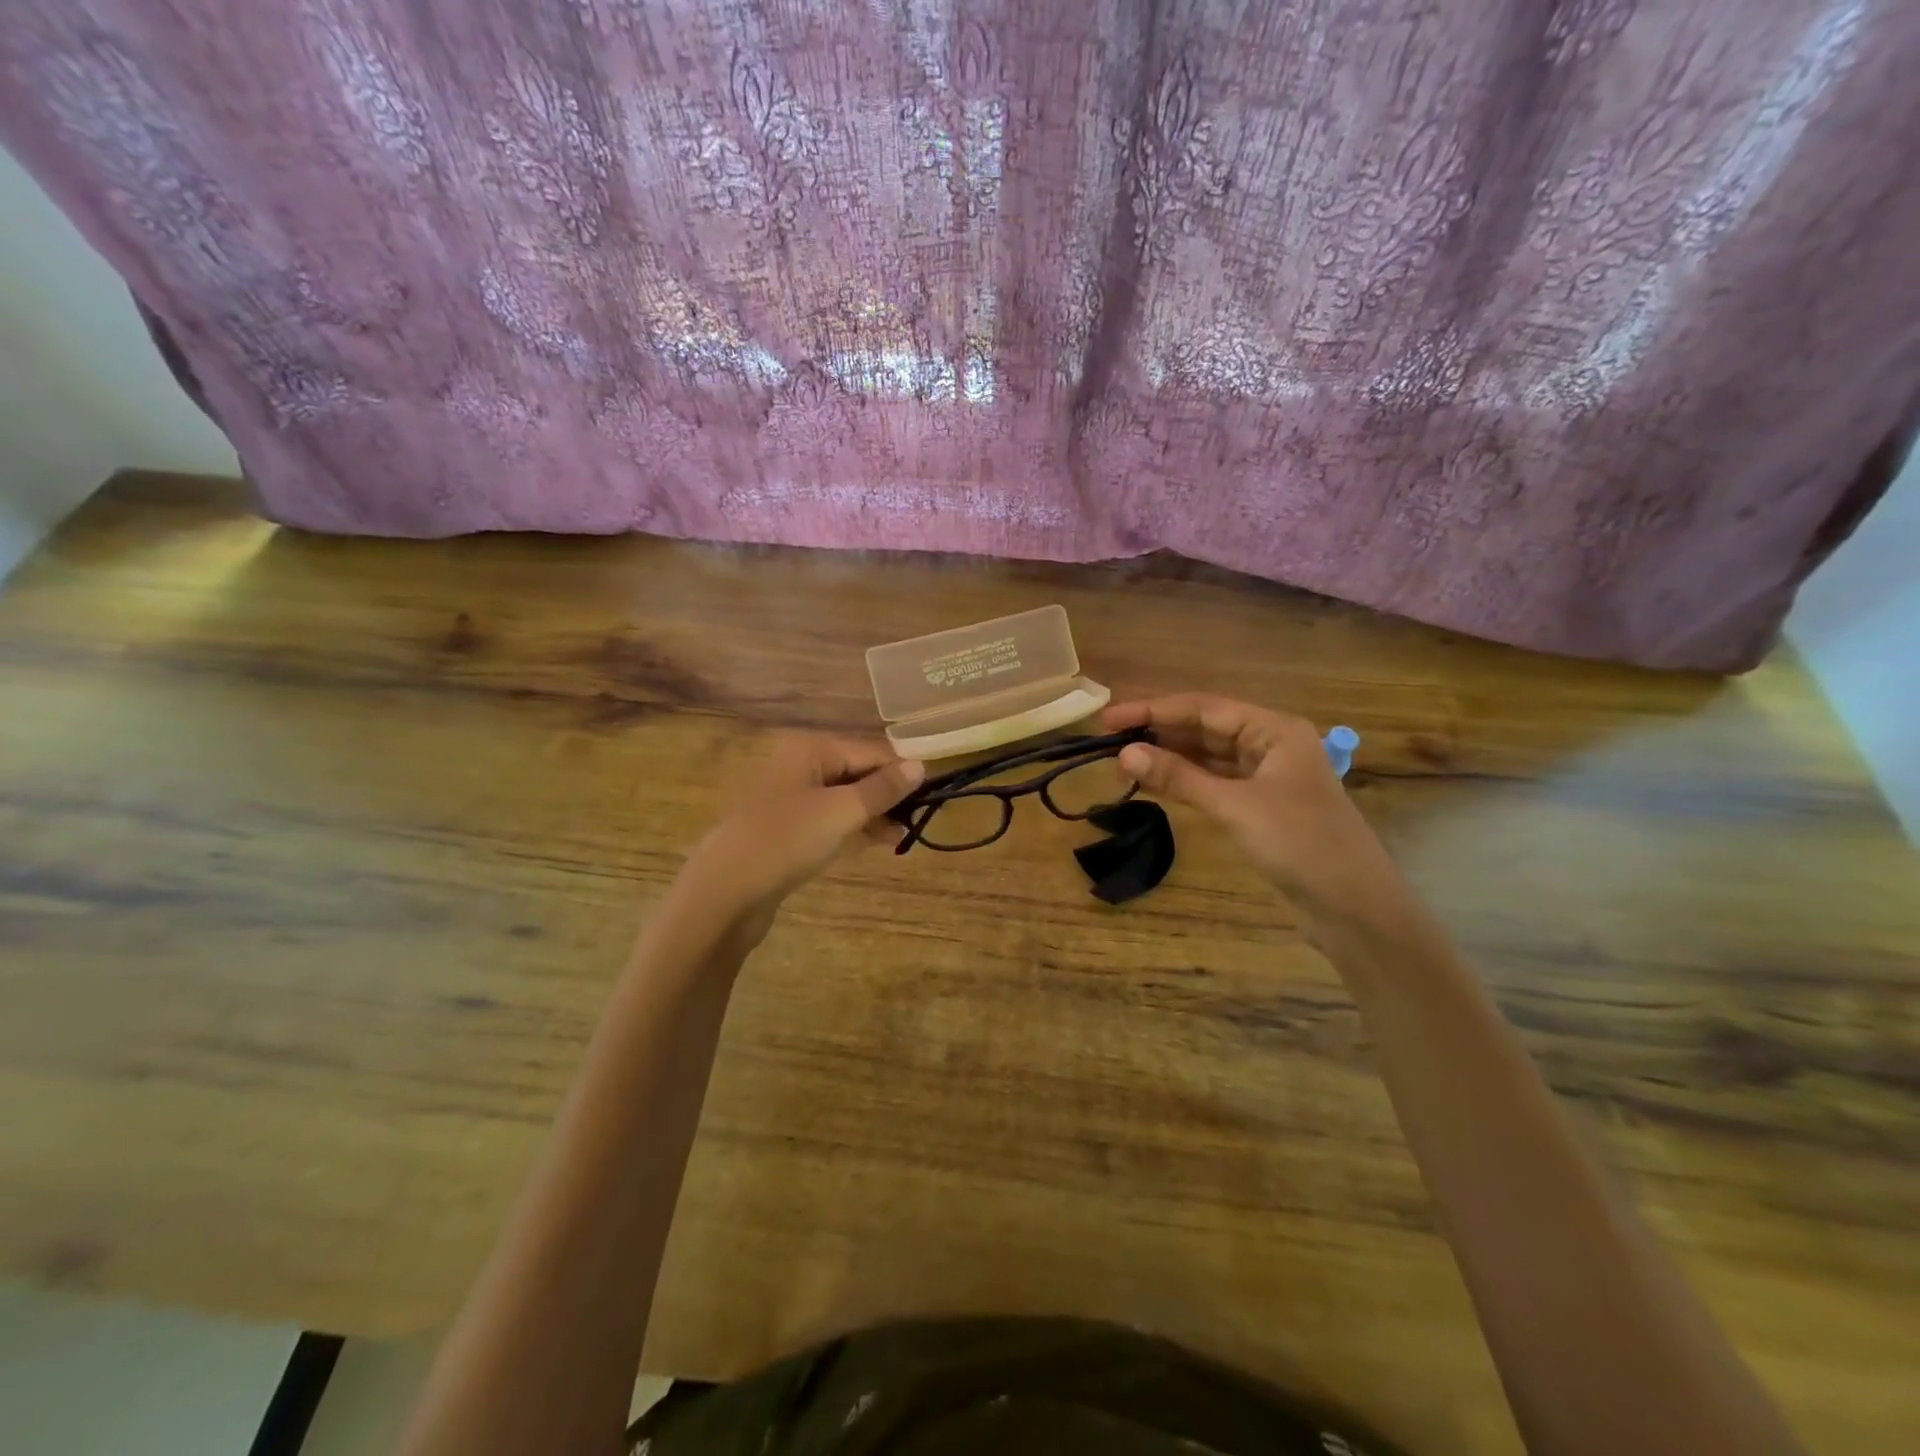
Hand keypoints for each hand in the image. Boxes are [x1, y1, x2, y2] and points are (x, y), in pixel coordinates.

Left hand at [678, 734, 923, 943]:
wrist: (724, 892)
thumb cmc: (787, 839)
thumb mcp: (842, 811)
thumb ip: (883, 789)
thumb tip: (920, 766)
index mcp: (810, 749)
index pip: (869, 751)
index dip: (901, 771)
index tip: (933, 793)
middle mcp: (799, 767)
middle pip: (856, 773)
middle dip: (888, 795)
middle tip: (921, 818)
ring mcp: (791, 801)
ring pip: (845, 800)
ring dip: (875, 815)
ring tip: (905, 835)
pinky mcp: (787, 832)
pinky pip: (830, 822)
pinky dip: (855, 829)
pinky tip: (881, 842)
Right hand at [1104, 694, 1396, 928]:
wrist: (1354, 908)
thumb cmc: (1301, 844)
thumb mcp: (1236, 806)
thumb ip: (1180, 777)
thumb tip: (1124, 753)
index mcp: (1275, 730)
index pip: (1204, 708)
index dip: (1153, 710)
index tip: (1109, 719)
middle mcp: (1271, 744)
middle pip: (1205, 727)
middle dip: (1159, 731)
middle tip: (1109, 740)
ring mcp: (1266, 777)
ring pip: (1208, 756)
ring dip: (1170, 756)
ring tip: (1123, 760)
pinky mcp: (1261, 807)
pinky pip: (1215, 782)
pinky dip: (1185, 781)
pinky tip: (1155, 782)